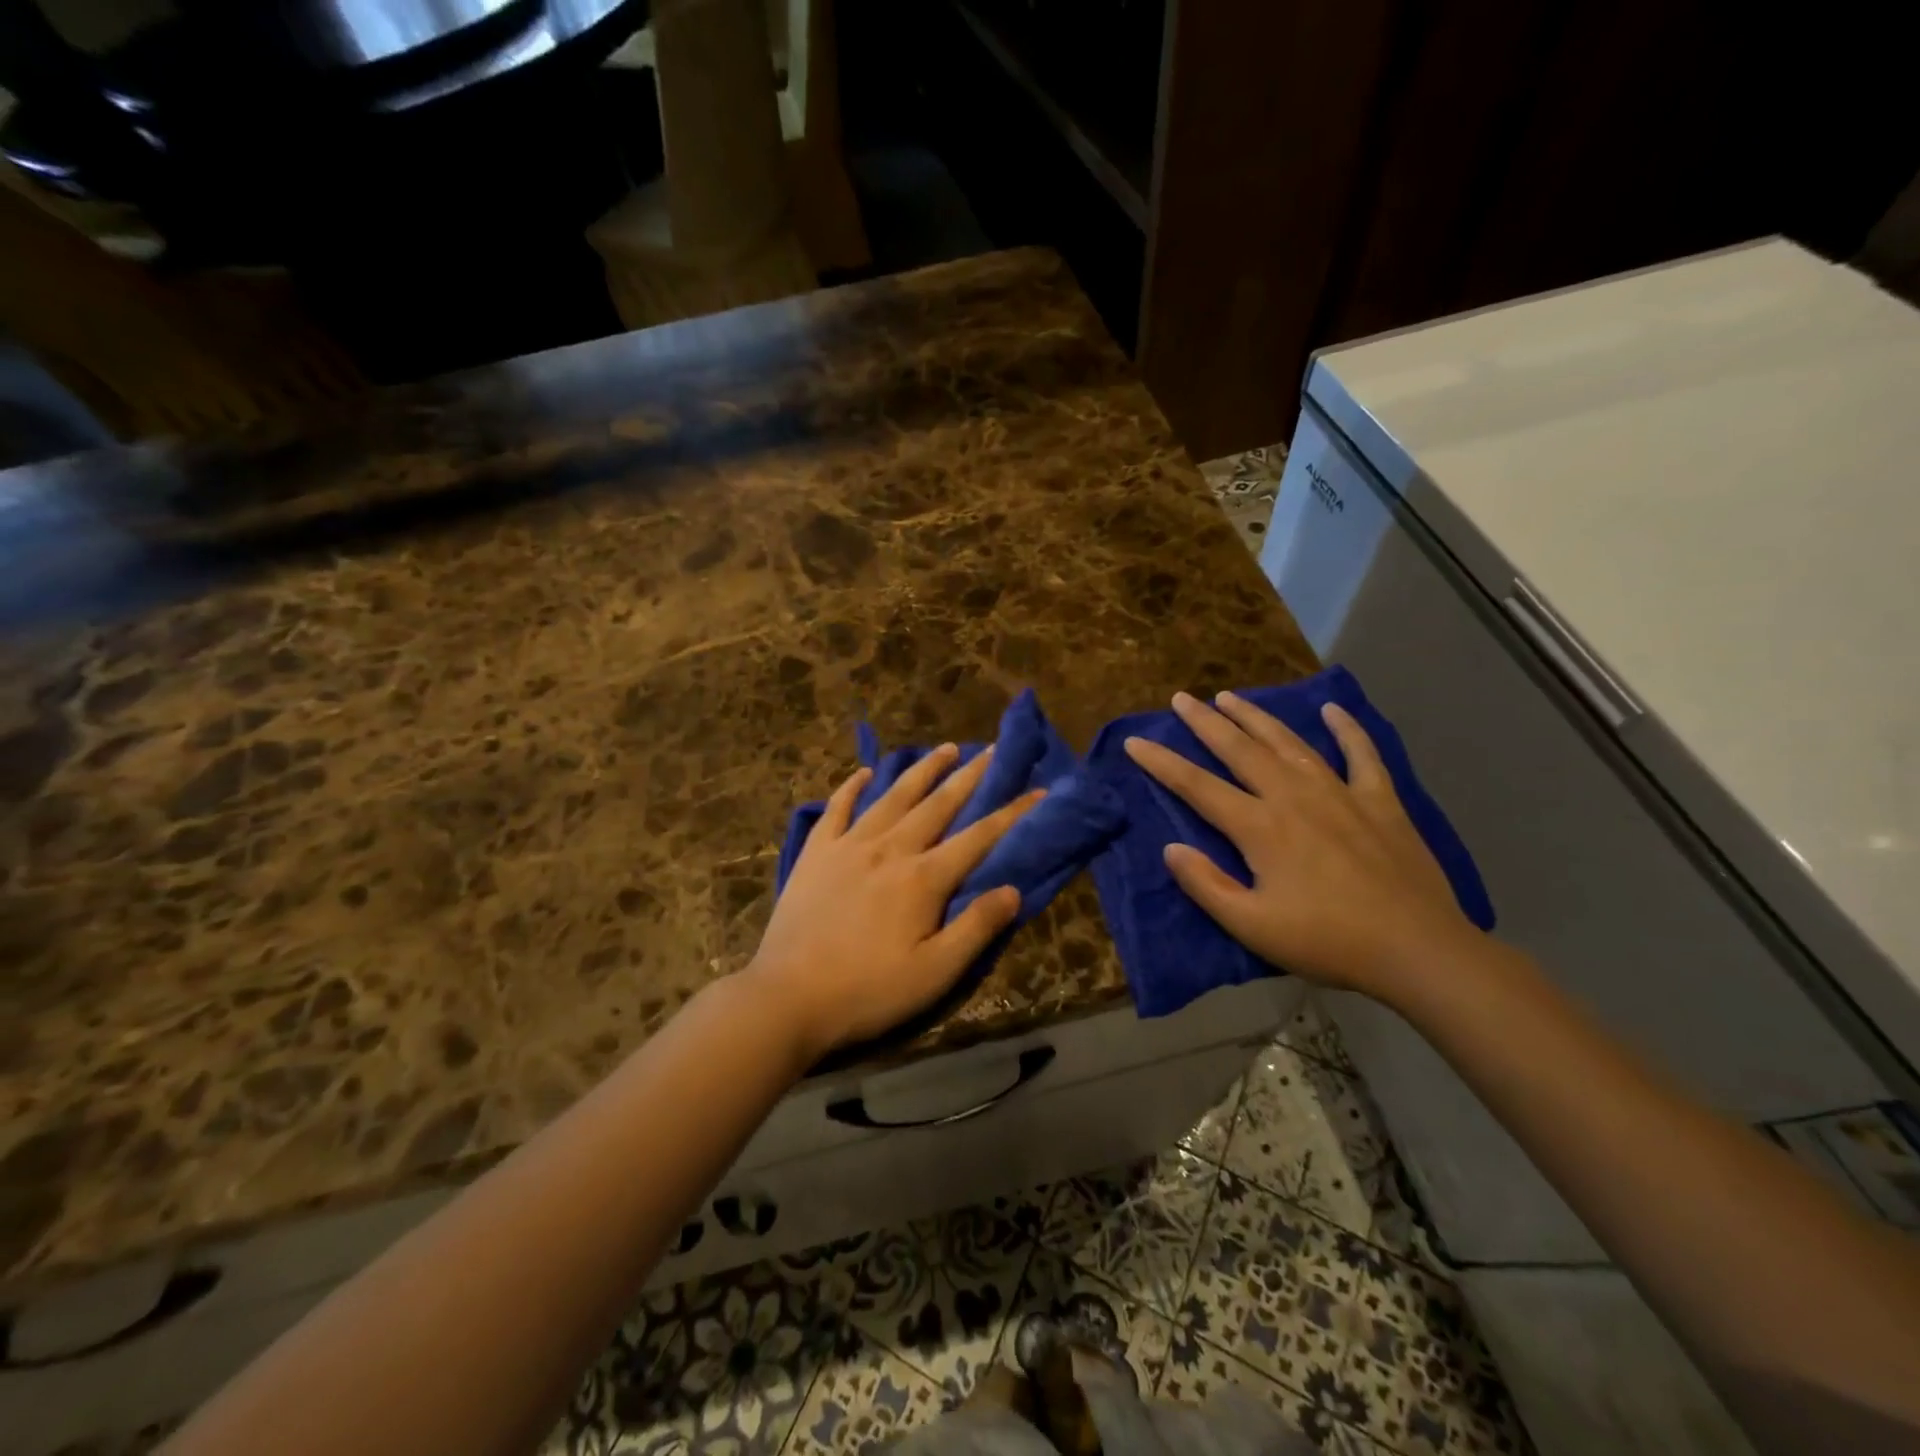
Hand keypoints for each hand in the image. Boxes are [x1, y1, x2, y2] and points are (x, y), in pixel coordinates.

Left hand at [746, 744, 1043, 1059]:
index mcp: (923, 878)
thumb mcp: (936, 973)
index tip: (1038, 789)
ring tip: (943, 747)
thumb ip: (977, 928)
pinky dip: (852, 786)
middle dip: (969, 776)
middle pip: (938, 804)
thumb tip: (1013, 889)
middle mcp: (890, 848)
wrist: (788, 997)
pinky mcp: (816, 852)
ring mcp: (849, 845)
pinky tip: (864, 771)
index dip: (1012, 813)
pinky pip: (838, 808)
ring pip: (893, 796)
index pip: (979, 837)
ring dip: (921, 770)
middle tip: (991, 750)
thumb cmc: (869, 991)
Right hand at [1123, 691, 1477, 998]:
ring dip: (1256, 717)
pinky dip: (1347, 729)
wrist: (1418, 949)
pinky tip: (1333, 709)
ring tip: (1230, 696)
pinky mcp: (1380, 801)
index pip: (1197, 786)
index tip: (1135, 742)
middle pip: (1240, 749)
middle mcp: (1294, 796)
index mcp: (1260, 826)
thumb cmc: (1328, 941)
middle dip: (1206, 722)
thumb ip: (1206, 885)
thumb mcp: (1252, 926)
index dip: (1162, 763)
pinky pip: (1362, 754)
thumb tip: (1170, 848)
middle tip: (1182, 699)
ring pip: (1289, 742)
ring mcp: (1340, 793)